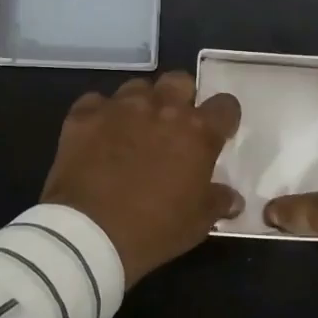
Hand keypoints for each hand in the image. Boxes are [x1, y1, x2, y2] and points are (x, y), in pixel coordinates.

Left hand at [41, 71, 243, 282]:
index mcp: (197, 132)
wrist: (88, 235)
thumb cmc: (154, 229)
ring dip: (142, 104)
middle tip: (174, 126)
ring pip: (138, 86)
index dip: (223, 118)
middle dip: (181, 98)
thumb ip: (218, 202)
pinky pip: (96, 102)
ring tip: (135, 129)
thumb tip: (232, 198)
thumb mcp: (197, 223)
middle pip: (180, 81)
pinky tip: (99, 136)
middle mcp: (161, 108)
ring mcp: (120, 108)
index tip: (218, 134)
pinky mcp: (84, 115)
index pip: (225, 106)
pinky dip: (101, 115)